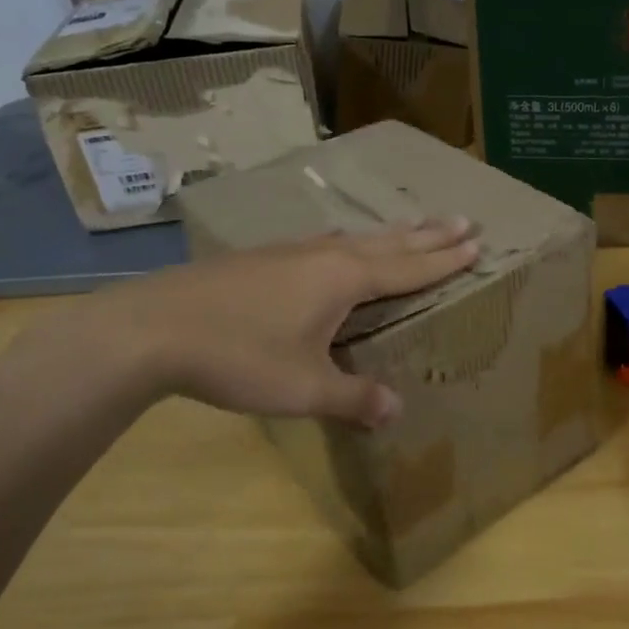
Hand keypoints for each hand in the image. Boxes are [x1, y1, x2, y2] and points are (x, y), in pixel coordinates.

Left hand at [41, 218, 479, 426]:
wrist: (151, 329)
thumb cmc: (238, 357)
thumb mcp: (303, 388)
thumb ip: (353, 399)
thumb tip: (396, 410)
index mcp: (343, 279)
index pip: (408, 267)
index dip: (444, 259)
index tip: (476, 241)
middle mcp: (322, 256)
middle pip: (388, 242)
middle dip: (428, 234)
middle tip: (463, 218)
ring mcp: (288, 253)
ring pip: (353, 238)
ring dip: (389, 233)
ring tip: (412, 225)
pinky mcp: (259, 259)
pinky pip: (322, 243)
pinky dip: (348, 241)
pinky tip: (335, 245)